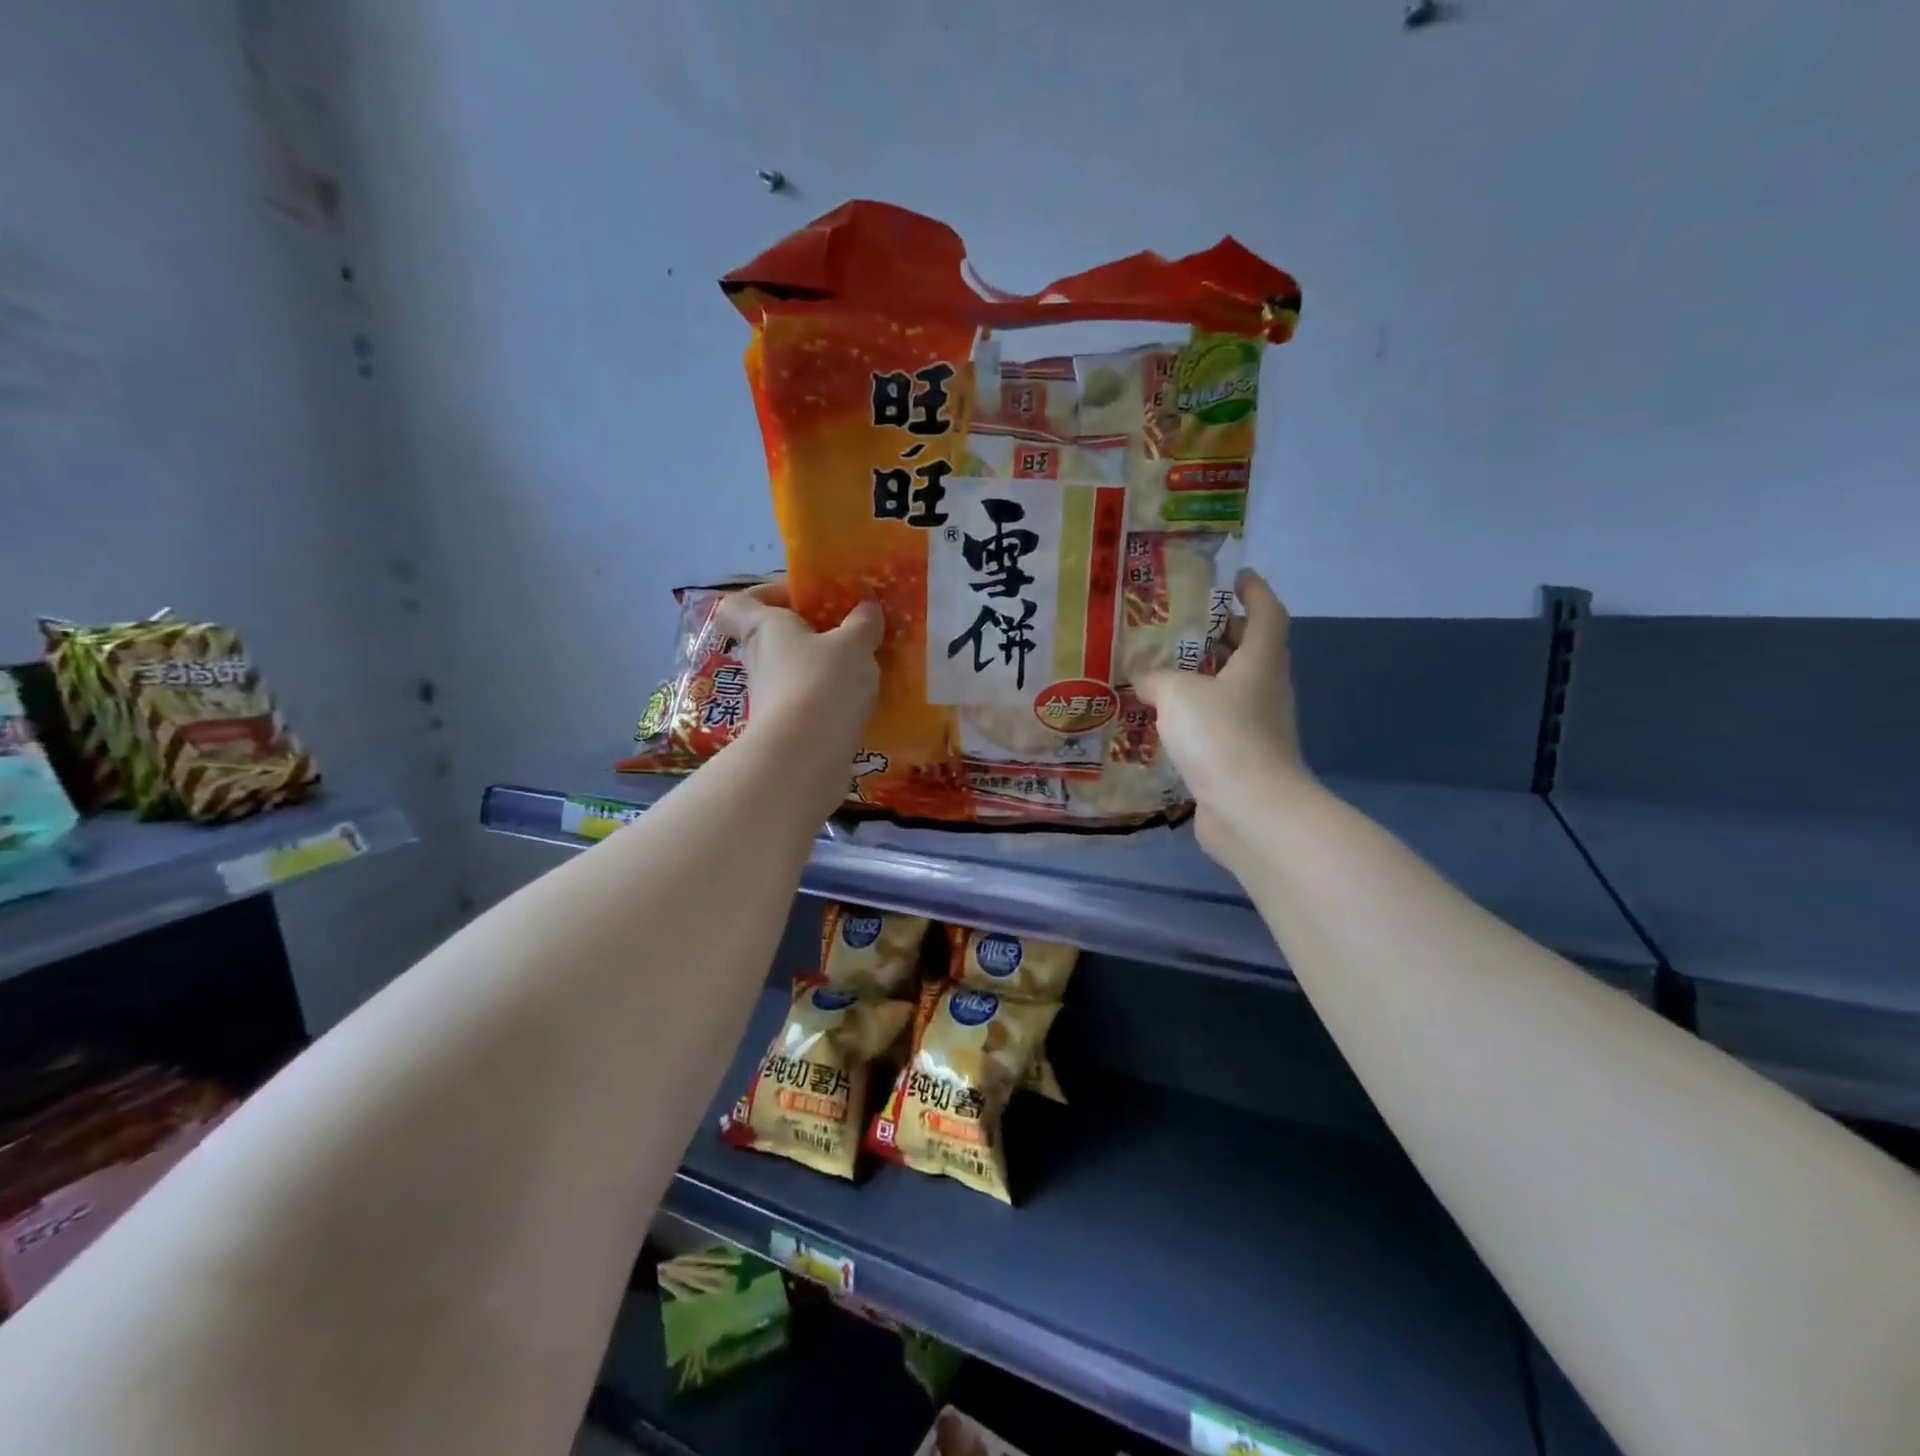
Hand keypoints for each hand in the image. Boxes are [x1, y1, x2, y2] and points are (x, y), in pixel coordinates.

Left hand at [715, 580, 882, 765]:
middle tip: (847, 632)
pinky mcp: (788, 729)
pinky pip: (809, 703)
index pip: (740, 603)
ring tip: (864, 668)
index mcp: (766, 627)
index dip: (765, 594)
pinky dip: (830, 700)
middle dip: (809, 632)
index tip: (802, 597)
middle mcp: (760, 660)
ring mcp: (771, 698)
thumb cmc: (822, 683)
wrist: (804, 757)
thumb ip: (863, 623)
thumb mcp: (854, 644)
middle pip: (774, 637)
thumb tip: (867, 607)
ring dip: (823, 668)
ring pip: (794, 672)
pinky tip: (862, 702)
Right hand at [1136, 569, 1309, 863]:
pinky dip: (1196, 716)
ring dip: (1204, 678)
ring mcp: (1258, 727)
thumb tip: (1143, 676)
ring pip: (1232, 689)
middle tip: (1183, 626)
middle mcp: (1265, 690)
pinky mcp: (1242, 758)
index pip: (1267, 613)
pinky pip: (1218, 724)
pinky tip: (1164, 721)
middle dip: (1222, 634)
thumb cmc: (1221, 736)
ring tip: (1162, 672)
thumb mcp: (1178, 694)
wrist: (1251, 810)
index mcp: (1260, 662)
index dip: (1255, 591)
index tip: (1236, 577)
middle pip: (1250, 650)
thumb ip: (1156, 678)